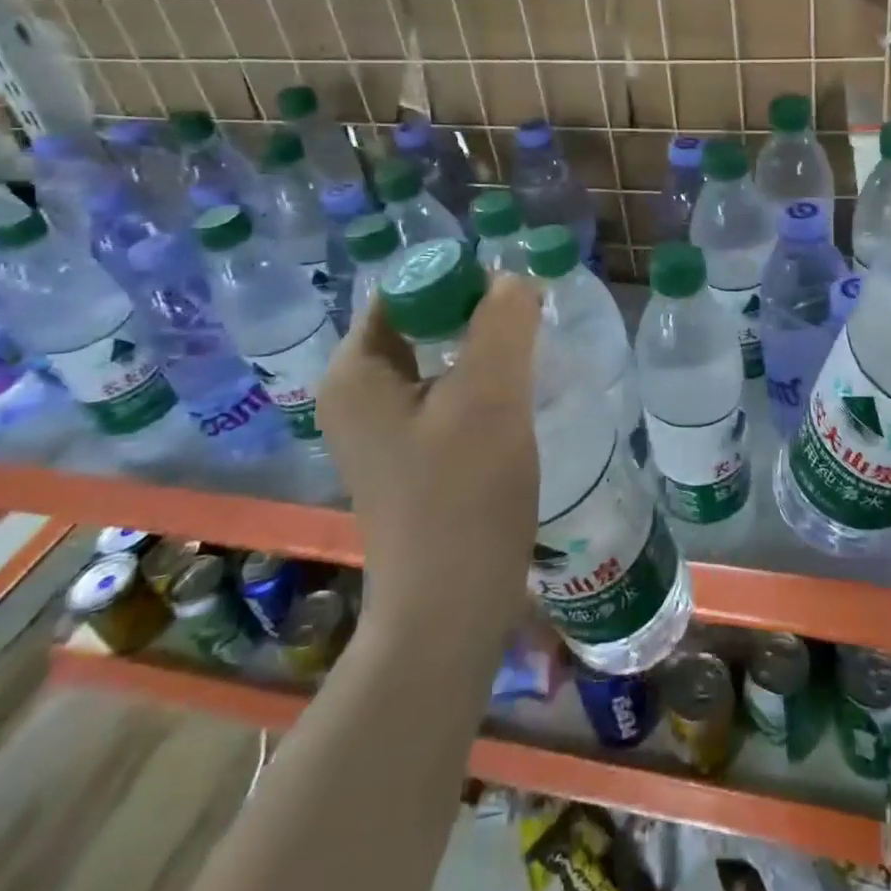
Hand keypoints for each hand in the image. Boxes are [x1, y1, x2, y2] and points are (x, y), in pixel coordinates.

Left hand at [317, 275, 541, 623]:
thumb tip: (513, 279)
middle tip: (533, 318)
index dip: (461, 279)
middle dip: (477, 313)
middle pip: (422, 322)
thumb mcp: (489, 397)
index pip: (406, 289)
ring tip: (534, 351)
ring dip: (485, 348)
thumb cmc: (462, 497)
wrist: (450, 611)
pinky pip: (446, 394)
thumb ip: (502, 322)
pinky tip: (519, 395)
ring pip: (439, 359)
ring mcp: (382, 429)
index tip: (516, 293)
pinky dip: (482, 383)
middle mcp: (358, 393)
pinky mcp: (411, 456)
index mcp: (356, 371)